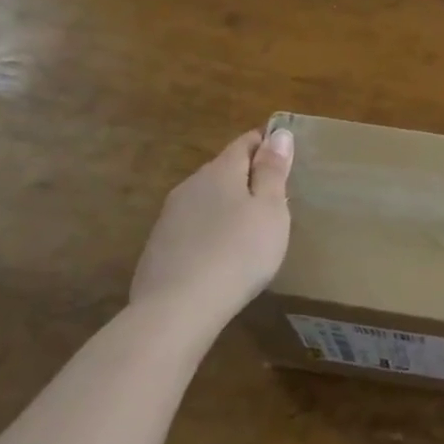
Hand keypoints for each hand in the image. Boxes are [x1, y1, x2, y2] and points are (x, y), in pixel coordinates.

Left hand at [129, 127, 293, 332]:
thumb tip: (278, 133)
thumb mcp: (270, 210)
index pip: (245, 142)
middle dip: (248, 176)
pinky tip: (221, 254)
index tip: (286, 156)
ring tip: (250, 228)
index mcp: (221, 171)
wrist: (177, 309)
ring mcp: (170, 217)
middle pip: (224, 169)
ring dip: (227, 205)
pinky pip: (192, 226)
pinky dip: (210, 231)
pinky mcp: (158, 247)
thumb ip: (273, 171)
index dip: (266, 143)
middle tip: (274, 197)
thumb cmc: (239, 253)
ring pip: (206, 198)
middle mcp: (191, 185)